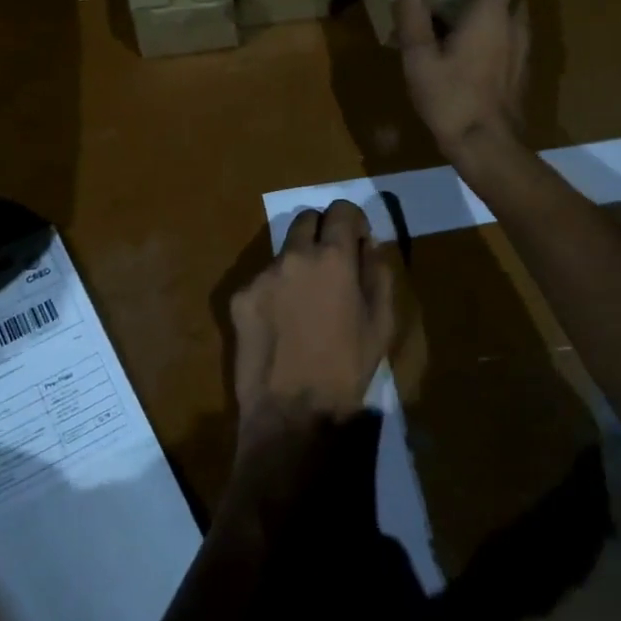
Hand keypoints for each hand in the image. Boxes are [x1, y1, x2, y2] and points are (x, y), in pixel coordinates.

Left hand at [229, 200, 395, 464]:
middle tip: (331, 264)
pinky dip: (274, 291)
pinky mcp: (239, 298)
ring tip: (304, 303)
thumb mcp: (381, 321)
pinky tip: (280, 323)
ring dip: (297, 264)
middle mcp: (293, 256)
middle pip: (305, 220)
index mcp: (333, 258)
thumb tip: (368, 245)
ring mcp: (261, 276)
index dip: (351, 219)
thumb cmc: (347, 366)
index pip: (340, 210)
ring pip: (283, 252)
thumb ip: (377, 272)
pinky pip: (262, 281)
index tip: (356, 237)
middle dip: (321, 232)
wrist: (293, 410)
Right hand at [389, 0, 529, 165]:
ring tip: (451, 36)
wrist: (487, 146)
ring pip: (508, 20)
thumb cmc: (451, 100)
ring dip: (484, 18)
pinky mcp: (521, 75)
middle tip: (445, 7)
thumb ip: (410, 19)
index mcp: (491, 17)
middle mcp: (513, 28)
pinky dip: (490, 41)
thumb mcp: (420, 59)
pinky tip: (464, 63)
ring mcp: (522, 53)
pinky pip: (509, 43)